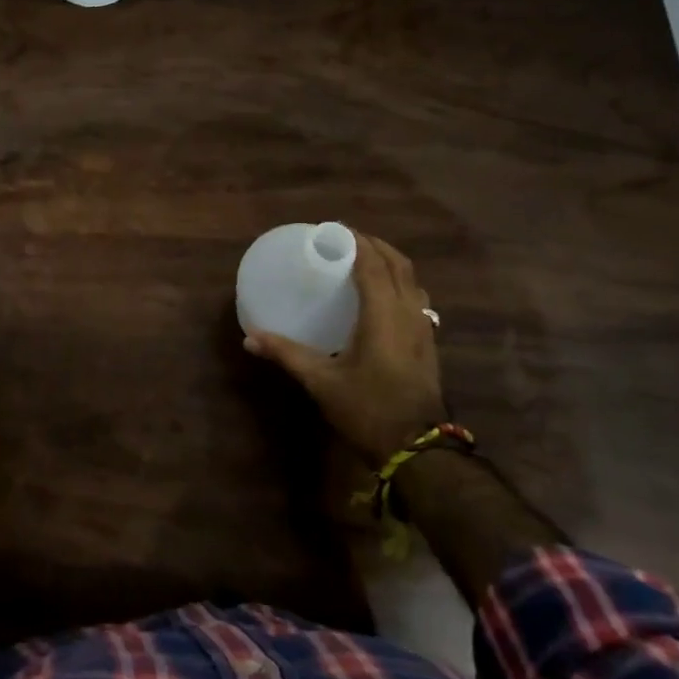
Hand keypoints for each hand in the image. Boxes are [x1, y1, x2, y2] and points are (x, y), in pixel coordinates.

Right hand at [244, 232, 444, 464]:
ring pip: (413, 279)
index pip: (372, 263)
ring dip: (391, 262)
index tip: (332, 230)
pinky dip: (400, 282)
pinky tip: (383, 295)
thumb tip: (250, 338)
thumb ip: (286, 354)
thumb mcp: (321, 381)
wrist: (417, 449)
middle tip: (345, 239)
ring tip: (365, 259)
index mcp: (383, 314)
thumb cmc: (367, 409)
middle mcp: (408, 312)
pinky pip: (417, 297)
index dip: (355, 242)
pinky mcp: (429, 342)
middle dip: (374, 245)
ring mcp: (424, 327)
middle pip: (398, 264)